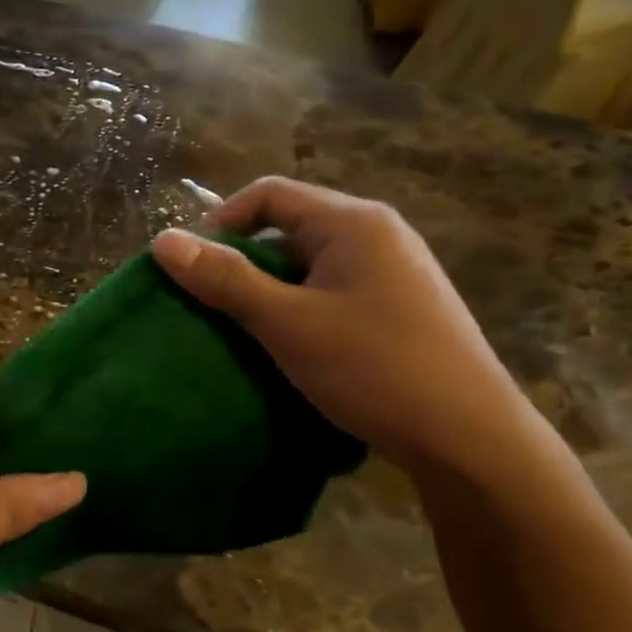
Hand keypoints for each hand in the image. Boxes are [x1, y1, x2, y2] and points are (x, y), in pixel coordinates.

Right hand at [151, 178, 547, 483]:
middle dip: (242, 263)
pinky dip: (298, 312)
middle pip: (289, 229)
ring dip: (268, 292)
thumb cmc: (374, 368)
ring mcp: (393, 274)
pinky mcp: (399, 310)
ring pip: (309, 267)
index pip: (269, 194)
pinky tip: (288, 350)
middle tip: (209, 307)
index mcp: (353, 222)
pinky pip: (331, 294)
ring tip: (241, 333)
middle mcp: (377, 235)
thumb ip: (225, 280)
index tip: (190, 268)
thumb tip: (163, 240)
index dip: (219, 222)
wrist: (468, 437)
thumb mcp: (288, 323)